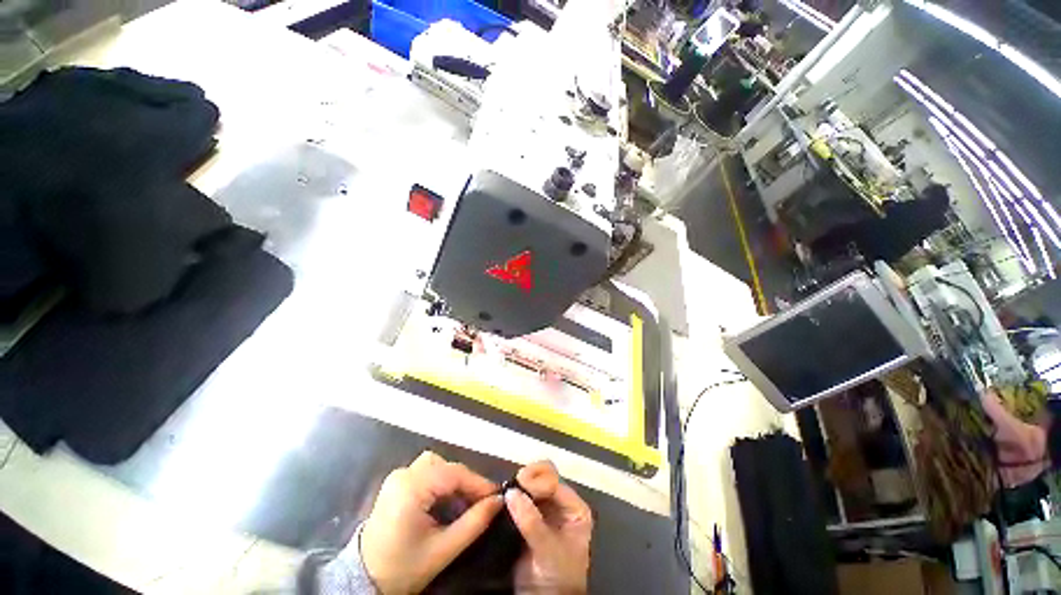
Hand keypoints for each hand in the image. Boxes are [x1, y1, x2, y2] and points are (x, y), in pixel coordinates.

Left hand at [360, 451, 503, 593]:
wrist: (364, 580)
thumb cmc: (403, 568)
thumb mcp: (443, 550)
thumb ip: (474, 523)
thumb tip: (499, 501)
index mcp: (411, 489)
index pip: (454, 474)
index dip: (478, 482)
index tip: (497, 494)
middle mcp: (404, 475)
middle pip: (446, 466)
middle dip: (466, 482)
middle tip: (480, 502)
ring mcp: (398, 476)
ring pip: (437, 465)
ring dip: (453, 480)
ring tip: (463, 502)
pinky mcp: (396, 482)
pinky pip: (426, 471)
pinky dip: (441, 482)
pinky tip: (446, 501)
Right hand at [506, 461, 592, 594]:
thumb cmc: (557, 576)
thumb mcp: (548, 549)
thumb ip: (532, 521)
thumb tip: (512, 492)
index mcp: (574, 508)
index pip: (555, 481)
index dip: (538, 478)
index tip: (519, 481)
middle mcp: (561, 503)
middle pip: (545, 476)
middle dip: (529, 477)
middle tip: (513, 484)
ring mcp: (545, 508)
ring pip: (532, 484)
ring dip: (520, 485)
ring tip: (507, 490)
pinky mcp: (530, 515)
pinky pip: (521, 497)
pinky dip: (514, 494)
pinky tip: (505, 497)